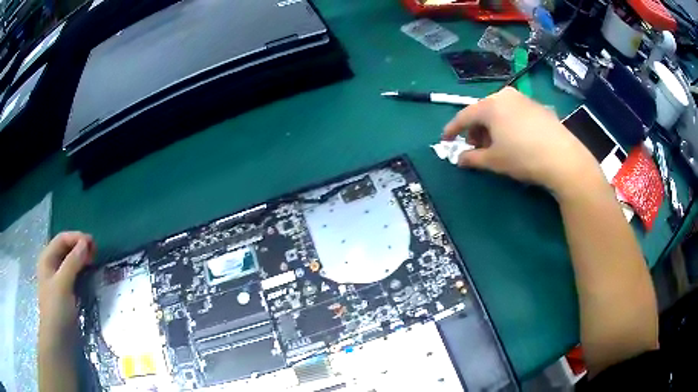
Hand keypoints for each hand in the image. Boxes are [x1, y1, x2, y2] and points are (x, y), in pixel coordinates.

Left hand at [37, 232, 95, 346]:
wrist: (58, 340)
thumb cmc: (56, 310)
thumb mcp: (62, 284)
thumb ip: (72, 262)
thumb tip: (85, 243)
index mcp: (47, 259)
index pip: (62, 239)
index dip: (76, 237)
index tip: (93, 243)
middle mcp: (52, 266)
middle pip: (66, 249)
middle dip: (80, 247)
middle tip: (96, 252)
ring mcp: (59, 280)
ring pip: (71, 262)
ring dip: (82, 259)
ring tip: (94, 261)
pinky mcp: (66, 293)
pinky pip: (74, 275)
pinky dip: (82, 271)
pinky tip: (89, 274)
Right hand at [443, 87, 602, 196]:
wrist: (562, 157)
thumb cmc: (522, 157)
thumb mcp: (494, 161)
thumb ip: (472, 158)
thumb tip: (459, 159)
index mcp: (490, 105)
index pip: (464, 116)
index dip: (452, 129)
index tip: (445, 140)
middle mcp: (505, 95)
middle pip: (482, 112)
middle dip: (475, 130)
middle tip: (475, 148)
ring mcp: (523, 99)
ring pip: (499, 111)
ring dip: (492, 127)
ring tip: (495, 146)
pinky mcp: (537, 106)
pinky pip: (514, 113)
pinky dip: (507, 124)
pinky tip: (515, 140)